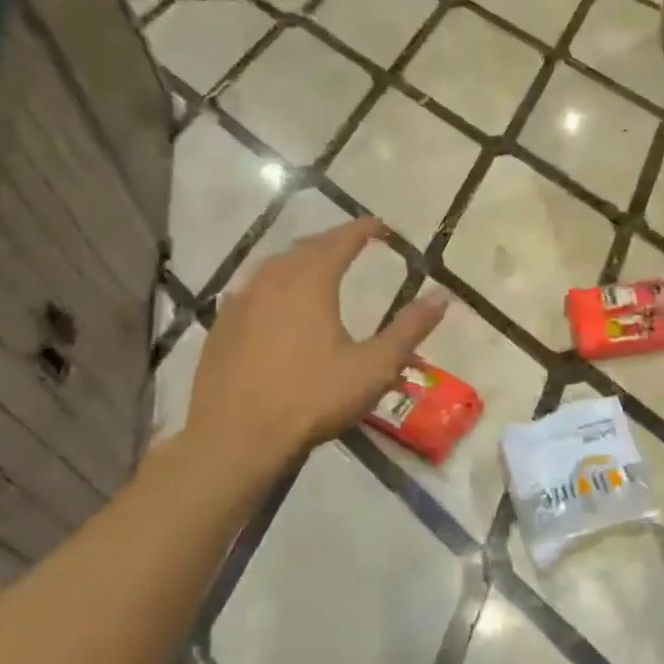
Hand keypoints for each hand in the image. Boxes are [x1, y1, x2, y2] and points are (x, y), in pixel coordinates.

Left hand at [183, 217, 447, 486]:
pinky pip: (253, 290)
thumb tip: (443, 296)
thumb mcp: (374, 366)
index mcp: (311, 282)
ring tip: (318, 266)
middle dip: (332, 241)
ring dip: (300, 259)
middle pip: (305, 248)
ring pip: (274, 267)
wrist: (235, 438)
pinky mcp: (221, 328)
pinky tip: (277, 303)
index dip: (362, 229)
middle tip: (353, 242)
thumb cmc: (312, 397)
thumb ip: (410, 328)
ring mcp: (240, 303)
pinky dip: (274, 284)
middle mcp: (272, 281)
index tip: (380, 224)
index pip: (341, 241)